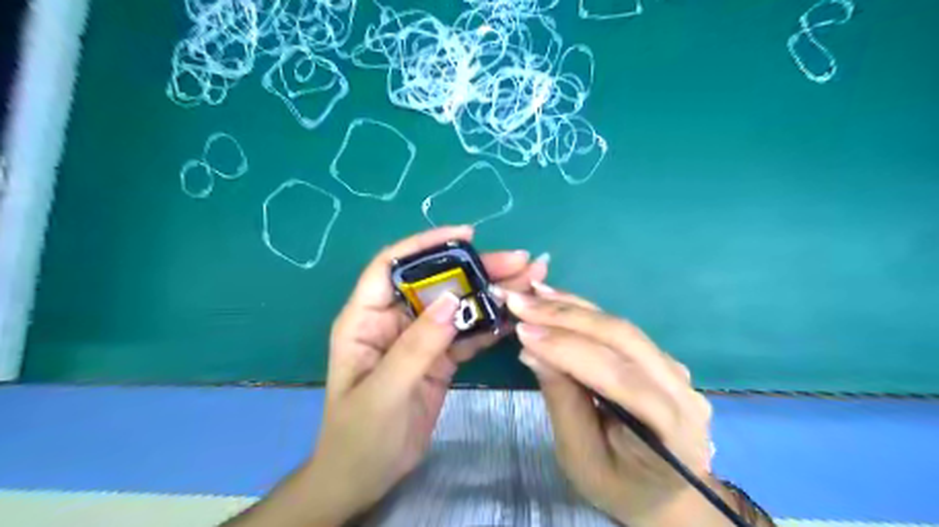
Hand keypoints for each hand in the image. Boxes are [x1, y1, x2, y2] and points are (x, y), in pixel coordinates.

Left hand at [309, 225, 547, 524]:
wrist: (366, 477)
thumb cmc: (359, 435)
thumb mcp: (384, 391)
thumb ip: (417, 345)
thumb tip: (454, 299)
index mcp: (366, 319)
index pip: (392, 266)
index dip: (426, 244)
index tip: (466, 235)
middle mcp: (395, 320)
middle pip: (437, 283)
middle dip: (476, 269)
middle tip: (520, 261)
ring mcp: (420, 338)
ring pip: (457, 306)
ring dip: (491, 293)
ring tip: (530, 281)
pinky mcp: (439, 357)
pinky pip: (467, 334)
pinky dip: (490, 324)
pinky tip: (516, 317)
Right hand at [507, 286, 723, 526]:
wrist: (660, 491)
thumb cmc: (618, 486)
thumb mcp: (581, 458)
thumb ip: (562, 402)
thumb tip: (532, 350)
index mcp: (672, 430)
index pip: (620, 378)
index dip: (569, 350)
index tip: (523, 332)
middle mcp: (681, 390)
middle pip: (623, 340)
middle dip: (565, 317)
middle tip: (519, 302)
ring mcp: (673, 369)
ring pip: (620, 326)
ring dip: (571, 307)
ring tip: (530, 293)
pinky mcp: (657, 357)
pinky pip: (618, 328)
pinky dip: (582, 312)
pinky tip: (554, 299)